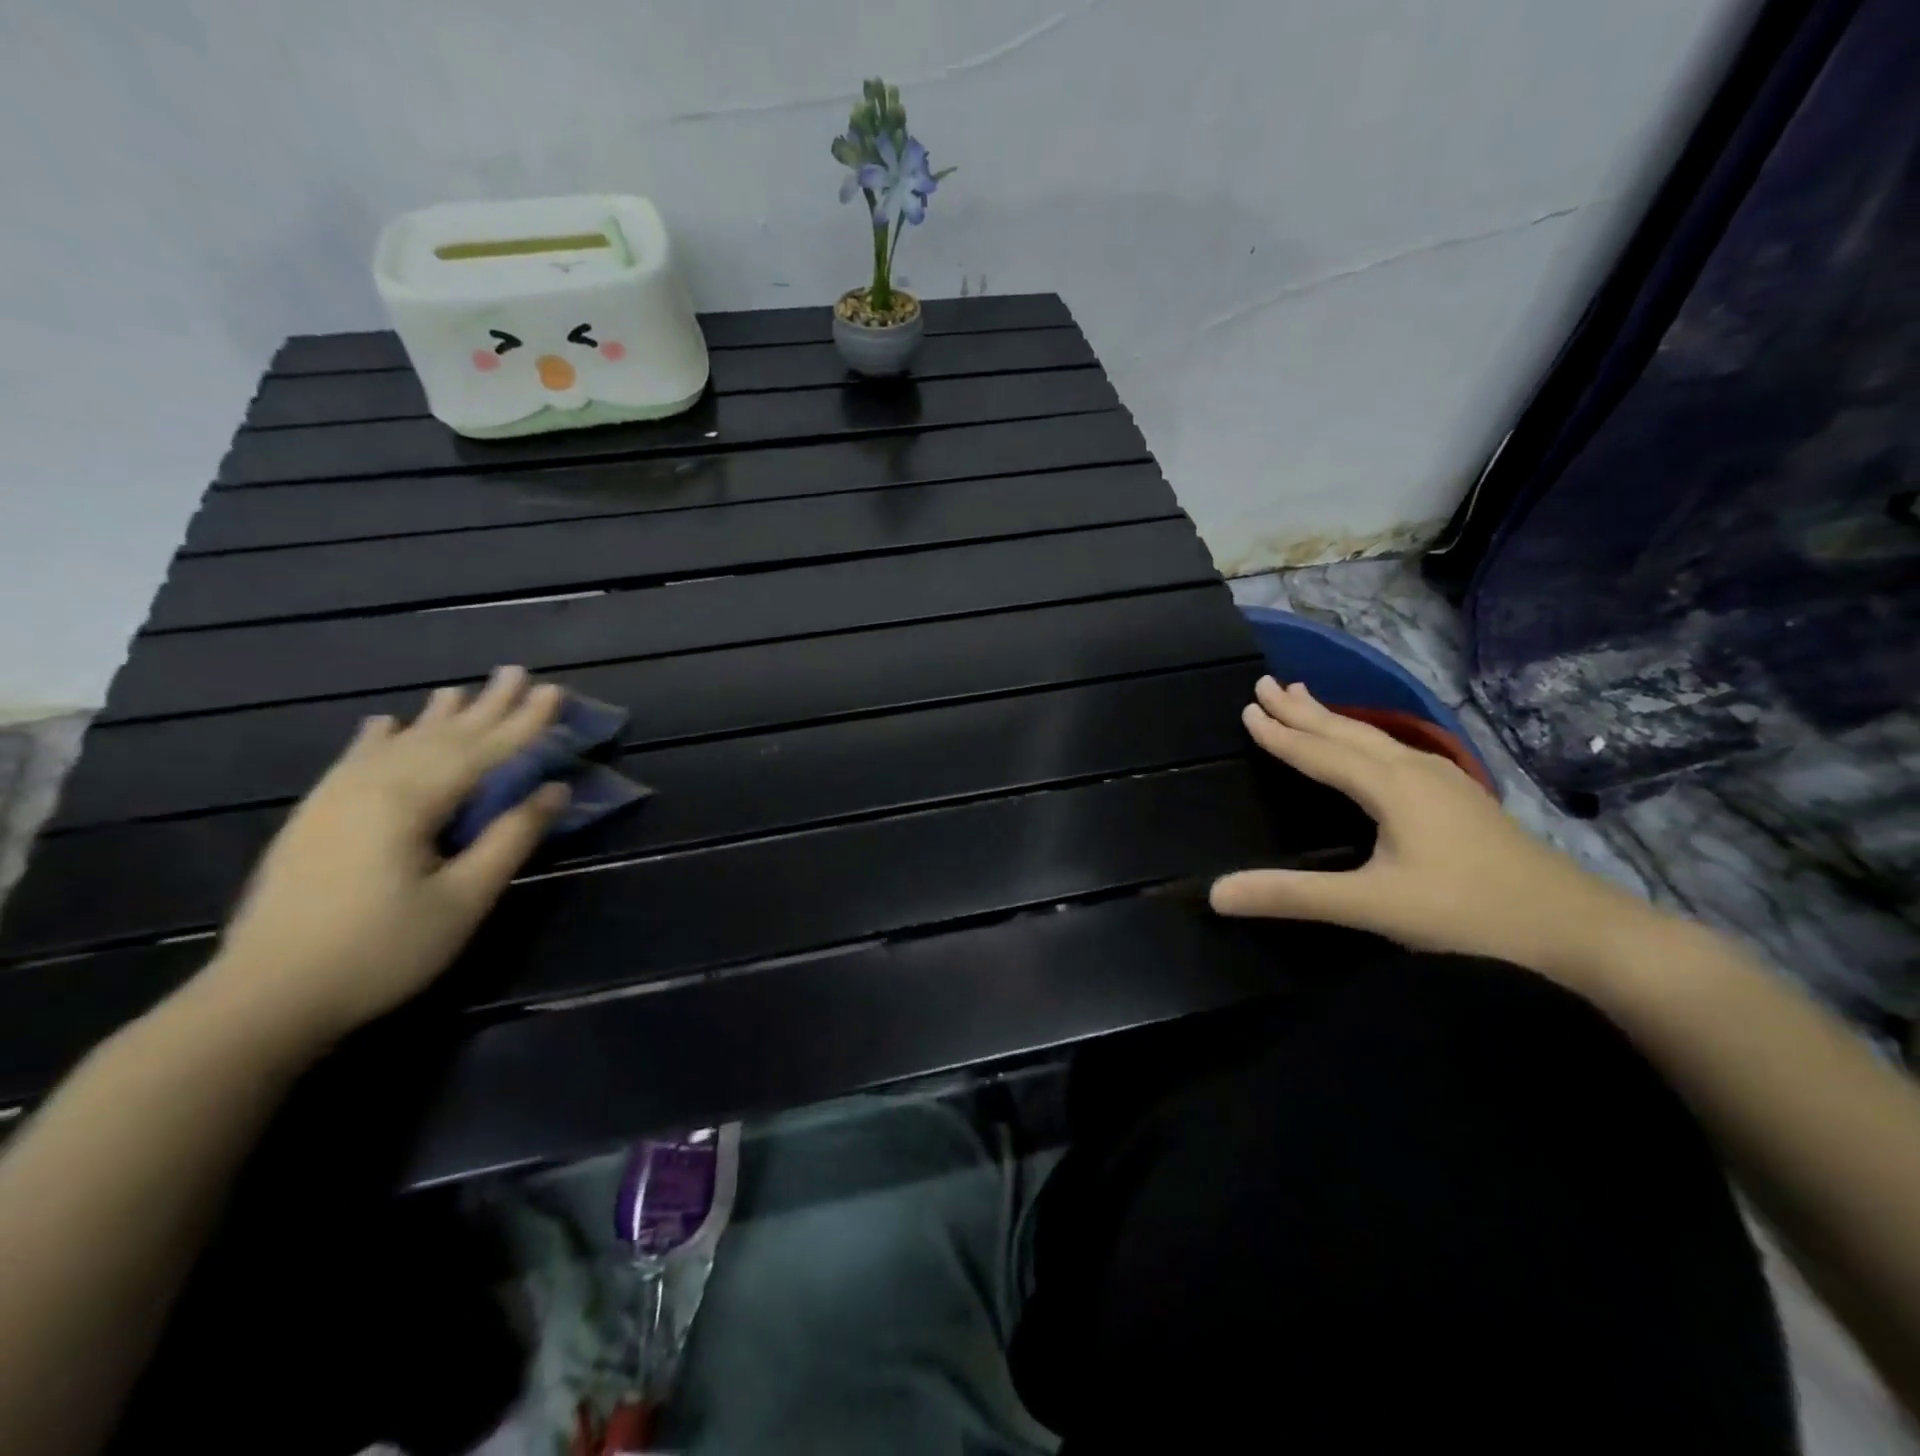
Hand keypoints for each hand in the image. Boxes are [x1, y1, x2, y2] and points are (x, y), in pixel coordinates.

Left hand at [202, 667, 568, 1046]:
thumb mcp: (462, 900)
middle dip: (486, 706)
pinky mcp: (315, 818)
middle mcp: (371, 785)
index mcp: (410, 801)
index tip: (555, 690)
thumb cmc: (380, 952)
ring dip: (438, 716)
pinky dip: (378, 738)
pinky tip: (384, 723)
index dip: (524, 723)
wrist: (262, 998)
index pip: (484, 751)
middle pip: (443, 736)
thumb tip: (554, 790)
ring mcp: (335, 799)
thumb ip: (509, 839)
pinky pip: (355, 761)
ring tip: (462, 689)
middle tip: (517, 671)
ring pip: (399, 742)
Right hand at [1210, 678, 1661, 989]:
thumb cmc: (1472, 915)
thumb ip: (1293, 895)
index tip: (1247, 707)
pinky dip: (1363, 738)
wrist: (1584, 933)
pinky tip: (1372, 747)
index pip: (1320, 752)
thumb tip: (1215, 894)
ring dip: (1333, 719)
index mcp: (1392, 787)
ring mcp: (1445, 783)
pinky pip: (1395, 752)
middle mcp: (1415, 772)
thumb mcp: (1373, 907)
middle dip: (1303, 709)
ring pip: (1374, 739)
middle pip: (1347, 732)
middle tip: (1266, 683)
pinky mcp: (1461, 800)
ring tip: (1306, 698)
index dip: (1280, 733)